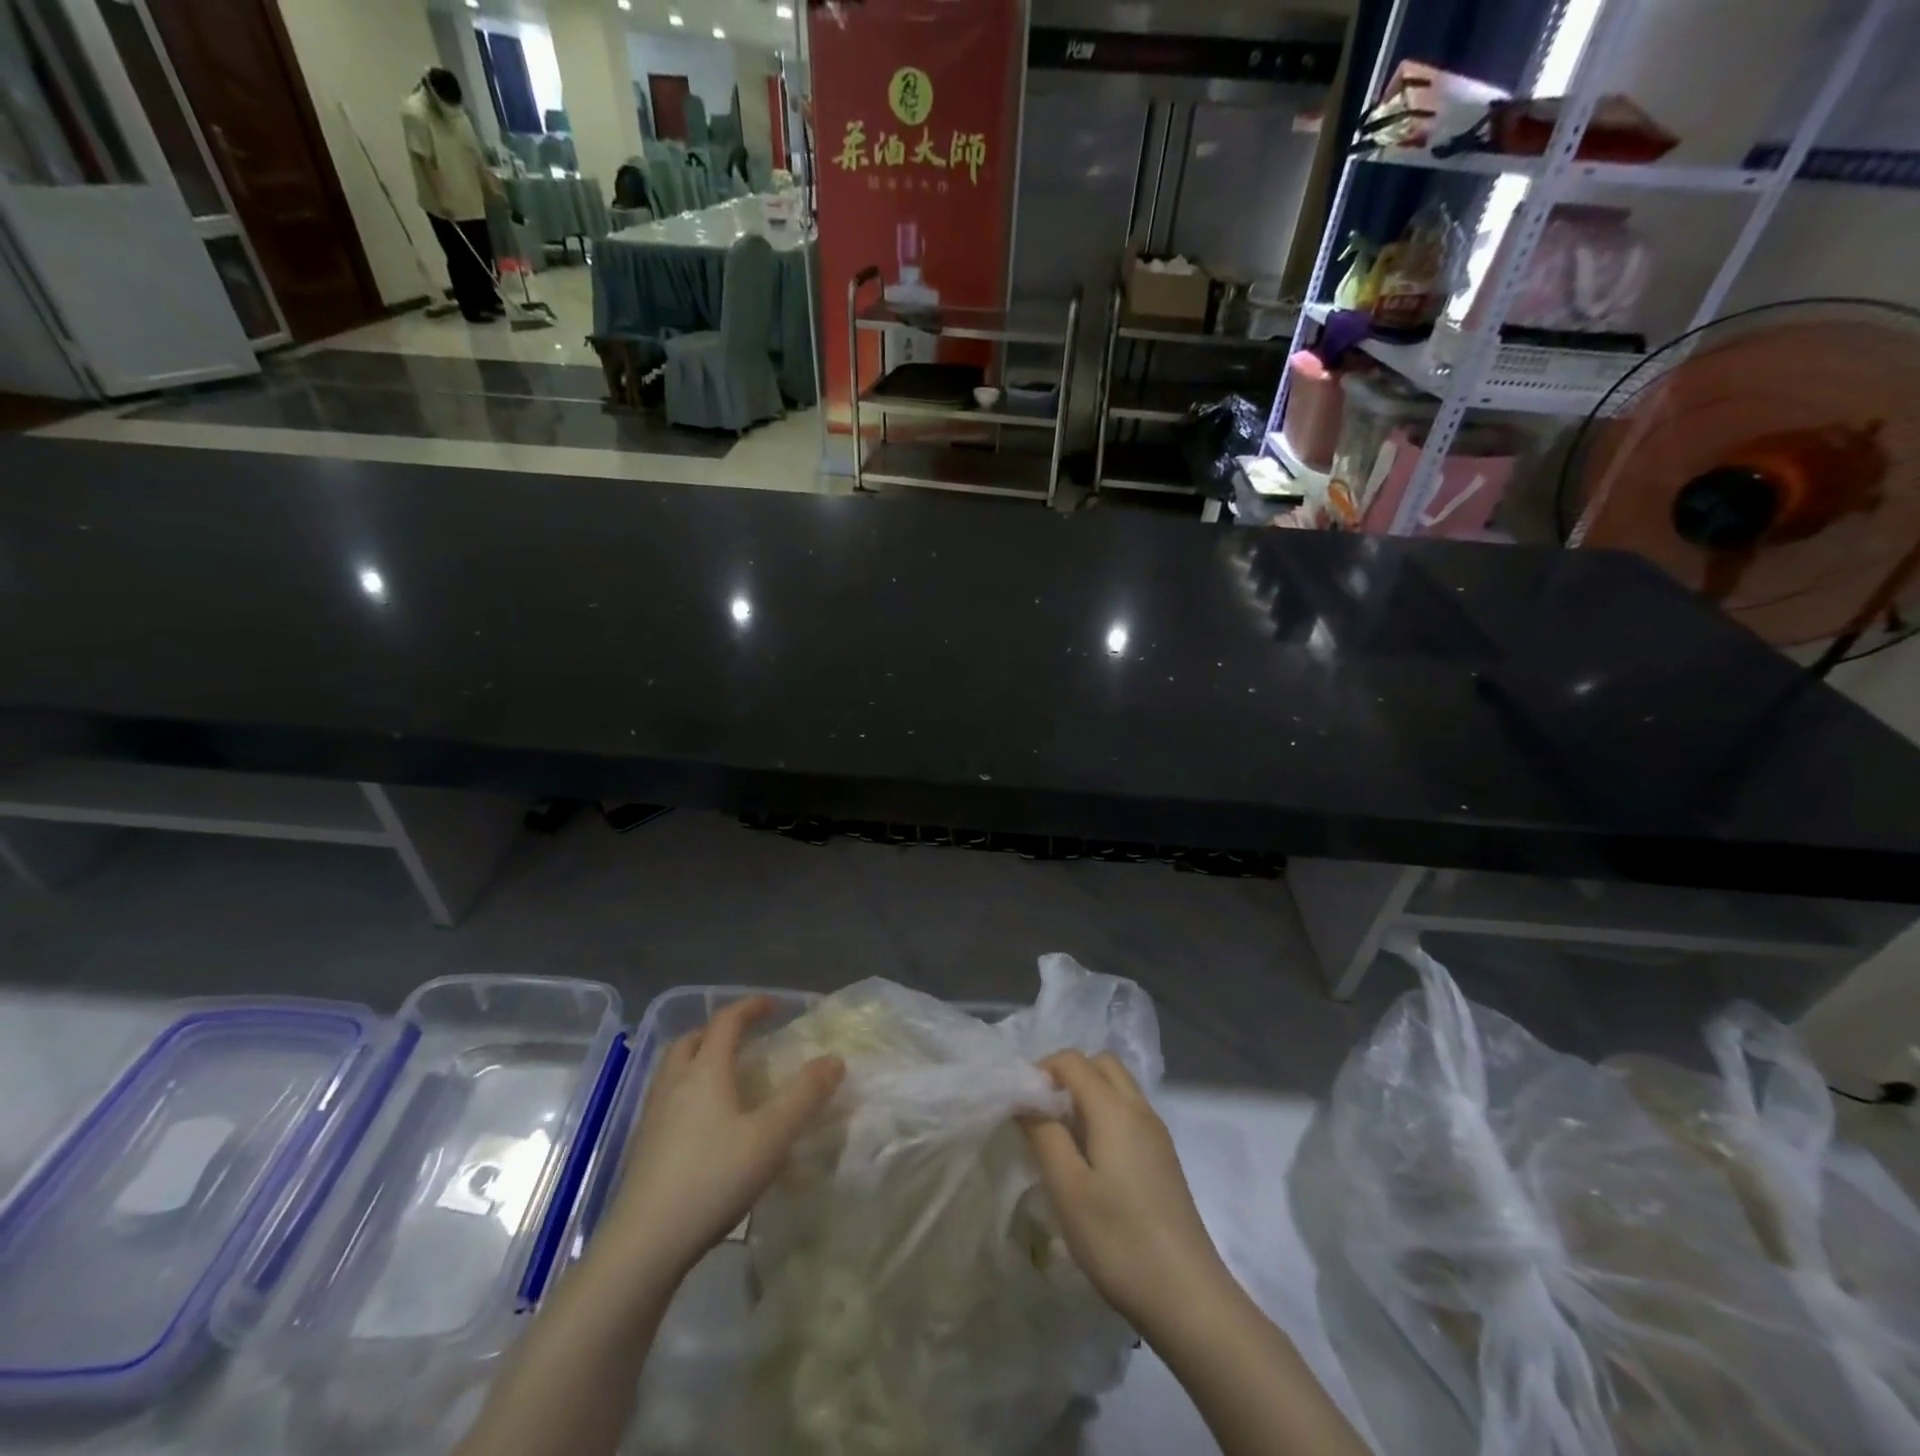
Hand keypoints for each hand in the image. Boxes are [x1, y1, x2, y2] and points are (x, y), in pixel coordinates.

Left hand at [603, 997, 843, 1278]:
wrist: (644, 1243)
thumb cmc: (713, 1178)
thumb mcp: (771, 1136)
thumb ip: (804, 1095)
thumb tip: (834, 1060)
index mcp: (705, 1070)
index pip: (726, 1021)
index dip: (751, 1007)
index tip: (775, 1006)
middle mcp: (674, 1082)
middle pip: (692, 1039)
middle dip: (720, 1030)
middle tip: (746, 1039)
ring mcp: (653, 1114)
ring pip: (675, 1068)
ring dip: (700, 1058)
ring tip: (727, 1076)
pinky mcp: (644, 1145)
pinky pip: (668, 1096)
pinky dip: (689, 1089)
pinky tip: (706, 1121)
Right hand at [1022, 1051, 1228, 1331]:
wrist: (1188, 1296)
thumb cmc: (1119, 1240)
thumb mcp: (1068, 1189)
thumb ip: (1044, 1135)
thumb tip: (1027, 1100)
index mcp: (1114, 1109)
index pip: (1073, 1060)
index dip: (1042, 1070)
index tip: (1022, 1104)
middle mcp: (1139, 1109)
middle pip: (1101, 1064)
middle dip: (1068, 1075)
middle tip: (1043, 1113)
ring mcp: (1156, 1133)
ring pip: (1118, 1086)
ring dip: (1088, 1094)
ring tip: (1063, 1137)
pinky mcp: (1164, 1157)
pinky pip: (1129, 1111)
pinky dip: (1105, 1114)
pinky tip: (1092, 1159)